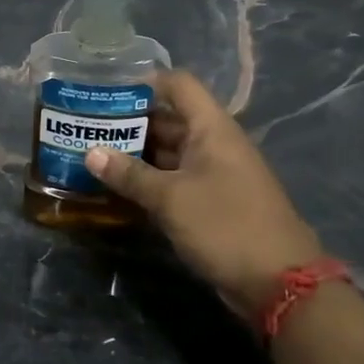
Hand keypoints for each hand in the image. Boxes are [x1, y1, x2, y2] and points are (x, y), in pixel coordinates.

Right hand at [84, 69, 321, 316]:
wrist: (277, 282)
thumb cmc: (225, 225)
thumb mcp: (170, 198)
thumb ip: (129, 174)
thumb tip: (91, 153)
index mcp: (211, 128)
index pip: (177, 84)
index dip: (143, 82)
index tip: (105, 92)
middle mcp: (213, 143)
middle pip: (168, 118)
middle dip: (128, 122)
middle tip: (86, 127)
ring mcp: (213, 173)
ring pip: (168, 152)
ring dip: (134, 154)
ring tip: (92, 155)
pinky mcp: (210, 201)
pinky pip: (173, 179)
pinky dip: (147, 180)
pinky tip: (116, 187)